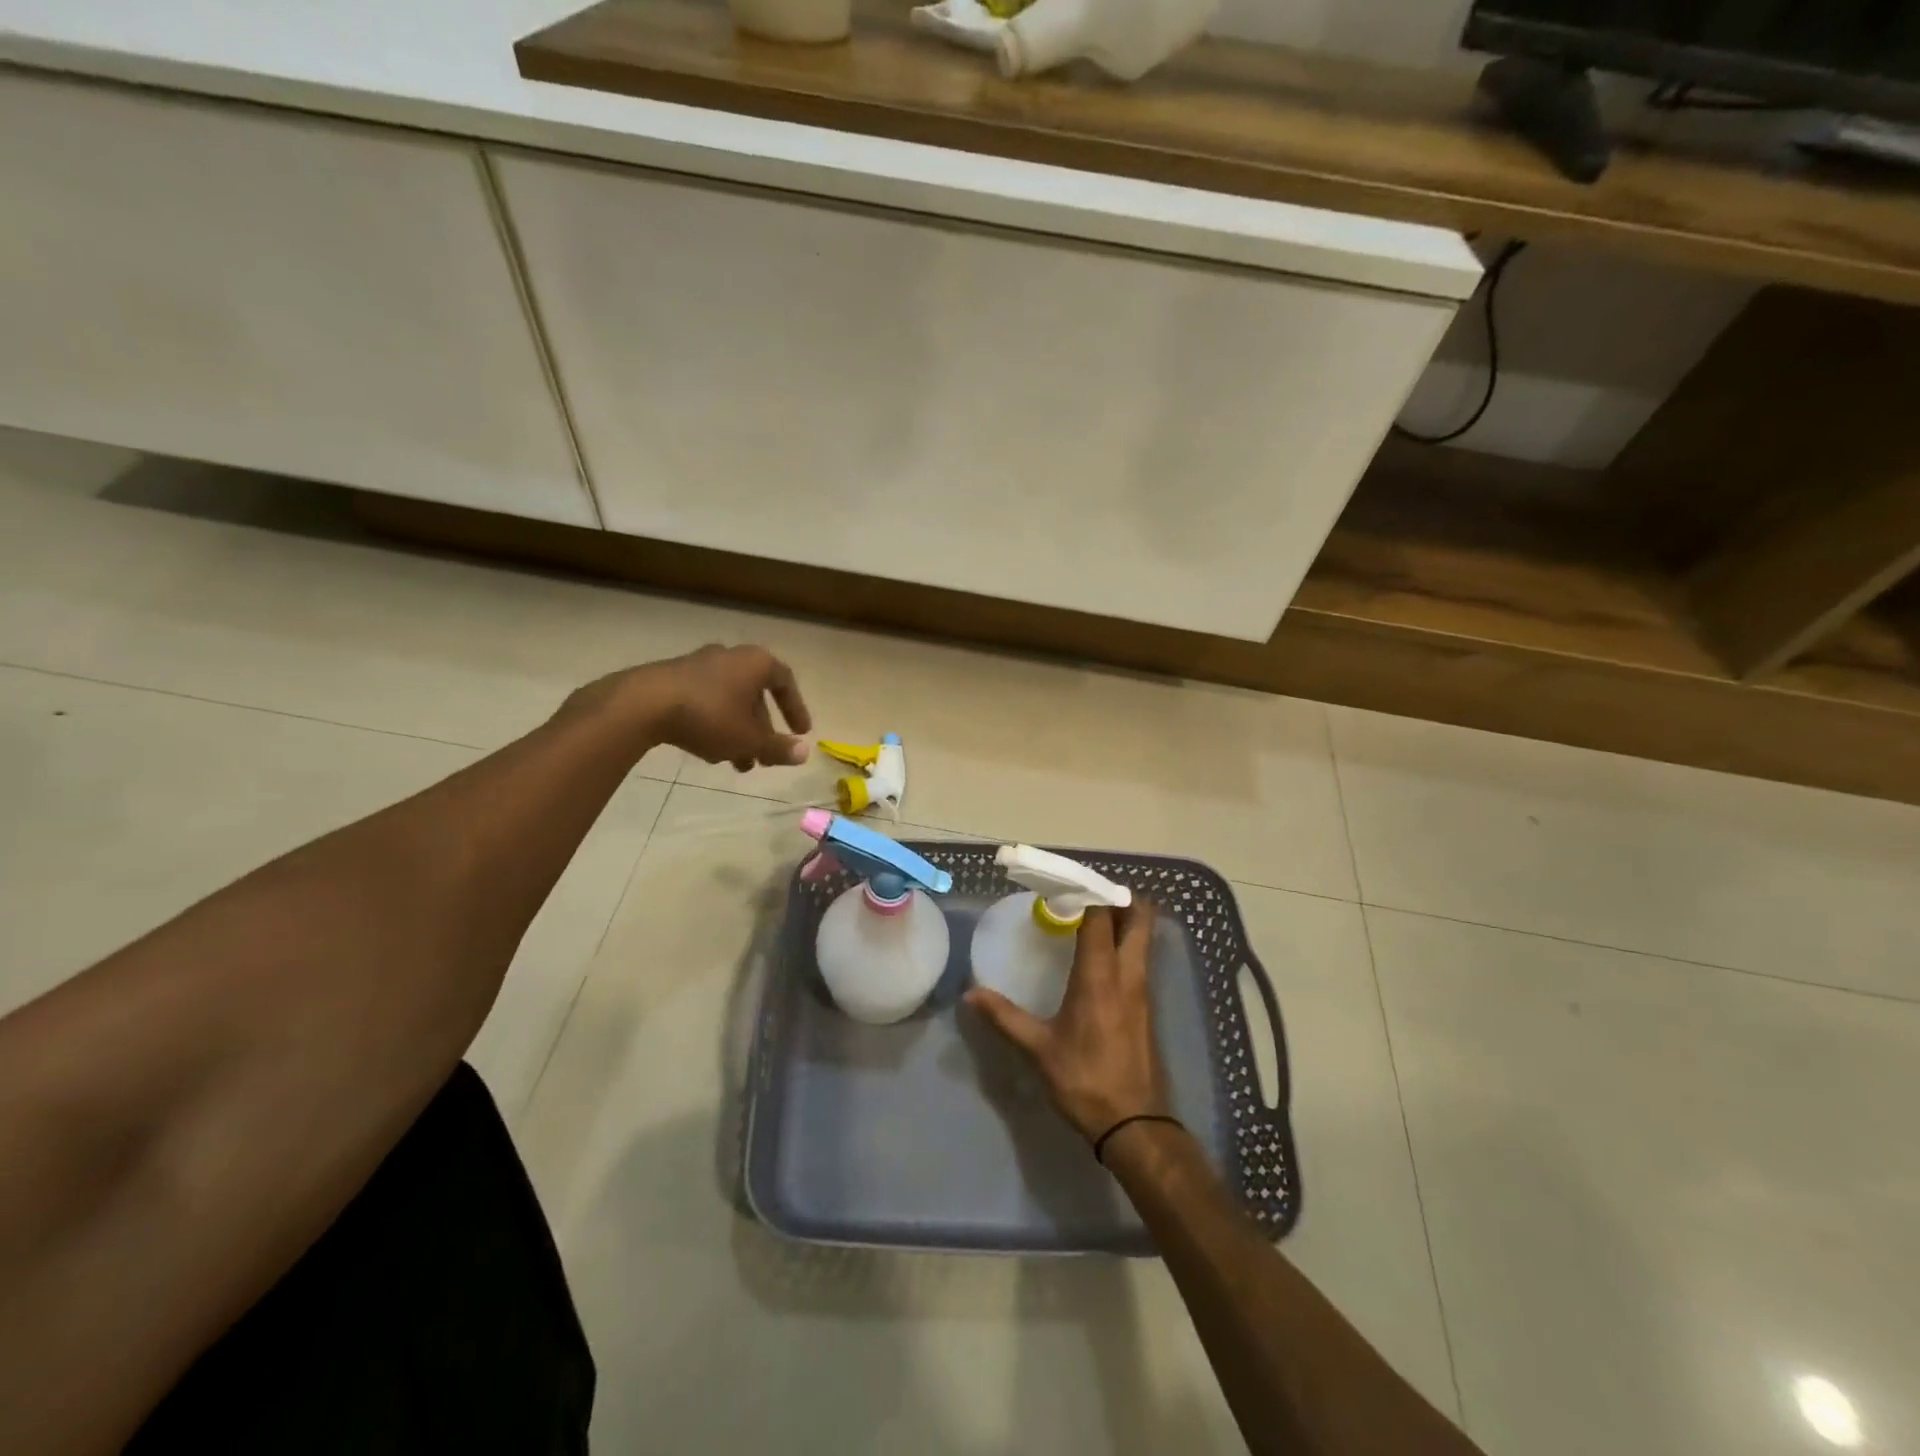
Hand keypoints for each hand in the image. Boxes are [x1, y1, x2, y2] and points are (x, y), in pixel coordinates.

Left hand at [588, 644, 812, 771]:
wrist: (643, 704)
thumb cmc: (710, 717)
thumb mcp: (749, 739)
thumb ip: (778, 747)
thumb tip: (805, 753)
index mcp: (755, 662)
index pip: (785, 682)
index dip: (796, 709)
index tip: (800, 732)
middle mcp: (730, 656)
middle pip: (755, 695)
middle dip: (761, 729)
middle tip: (764, 757)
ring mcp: (698, 664)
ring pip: (729, 701)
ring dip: (737, 731)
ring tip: (736, 762)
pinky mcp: (672, 677)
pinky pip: (705, 700)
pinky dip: (714, 723)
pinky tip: (707, 750)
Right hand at [966, 900, 1169, 1143]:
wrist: (1135, 1124)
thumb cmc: (1085, 1080)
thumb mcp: (1039, 1049)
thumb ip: (1005, 1017)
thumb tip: (970, 995)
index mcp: (1100, 976)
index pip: (1100, 918)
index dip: (1087, 894)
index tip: (1065, 883)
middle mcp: (1128, 974)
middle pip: (1139, 919)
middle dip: (1120, 898)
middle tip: (1088, 893)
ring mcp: (1143, 990)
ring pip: (1144, 939)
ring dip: (1126, 919)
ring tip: (1093, 916)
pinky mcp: (1148, 1007)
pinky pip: (1142, 959)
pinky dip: (1127, 943)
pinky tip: (1102, 957)